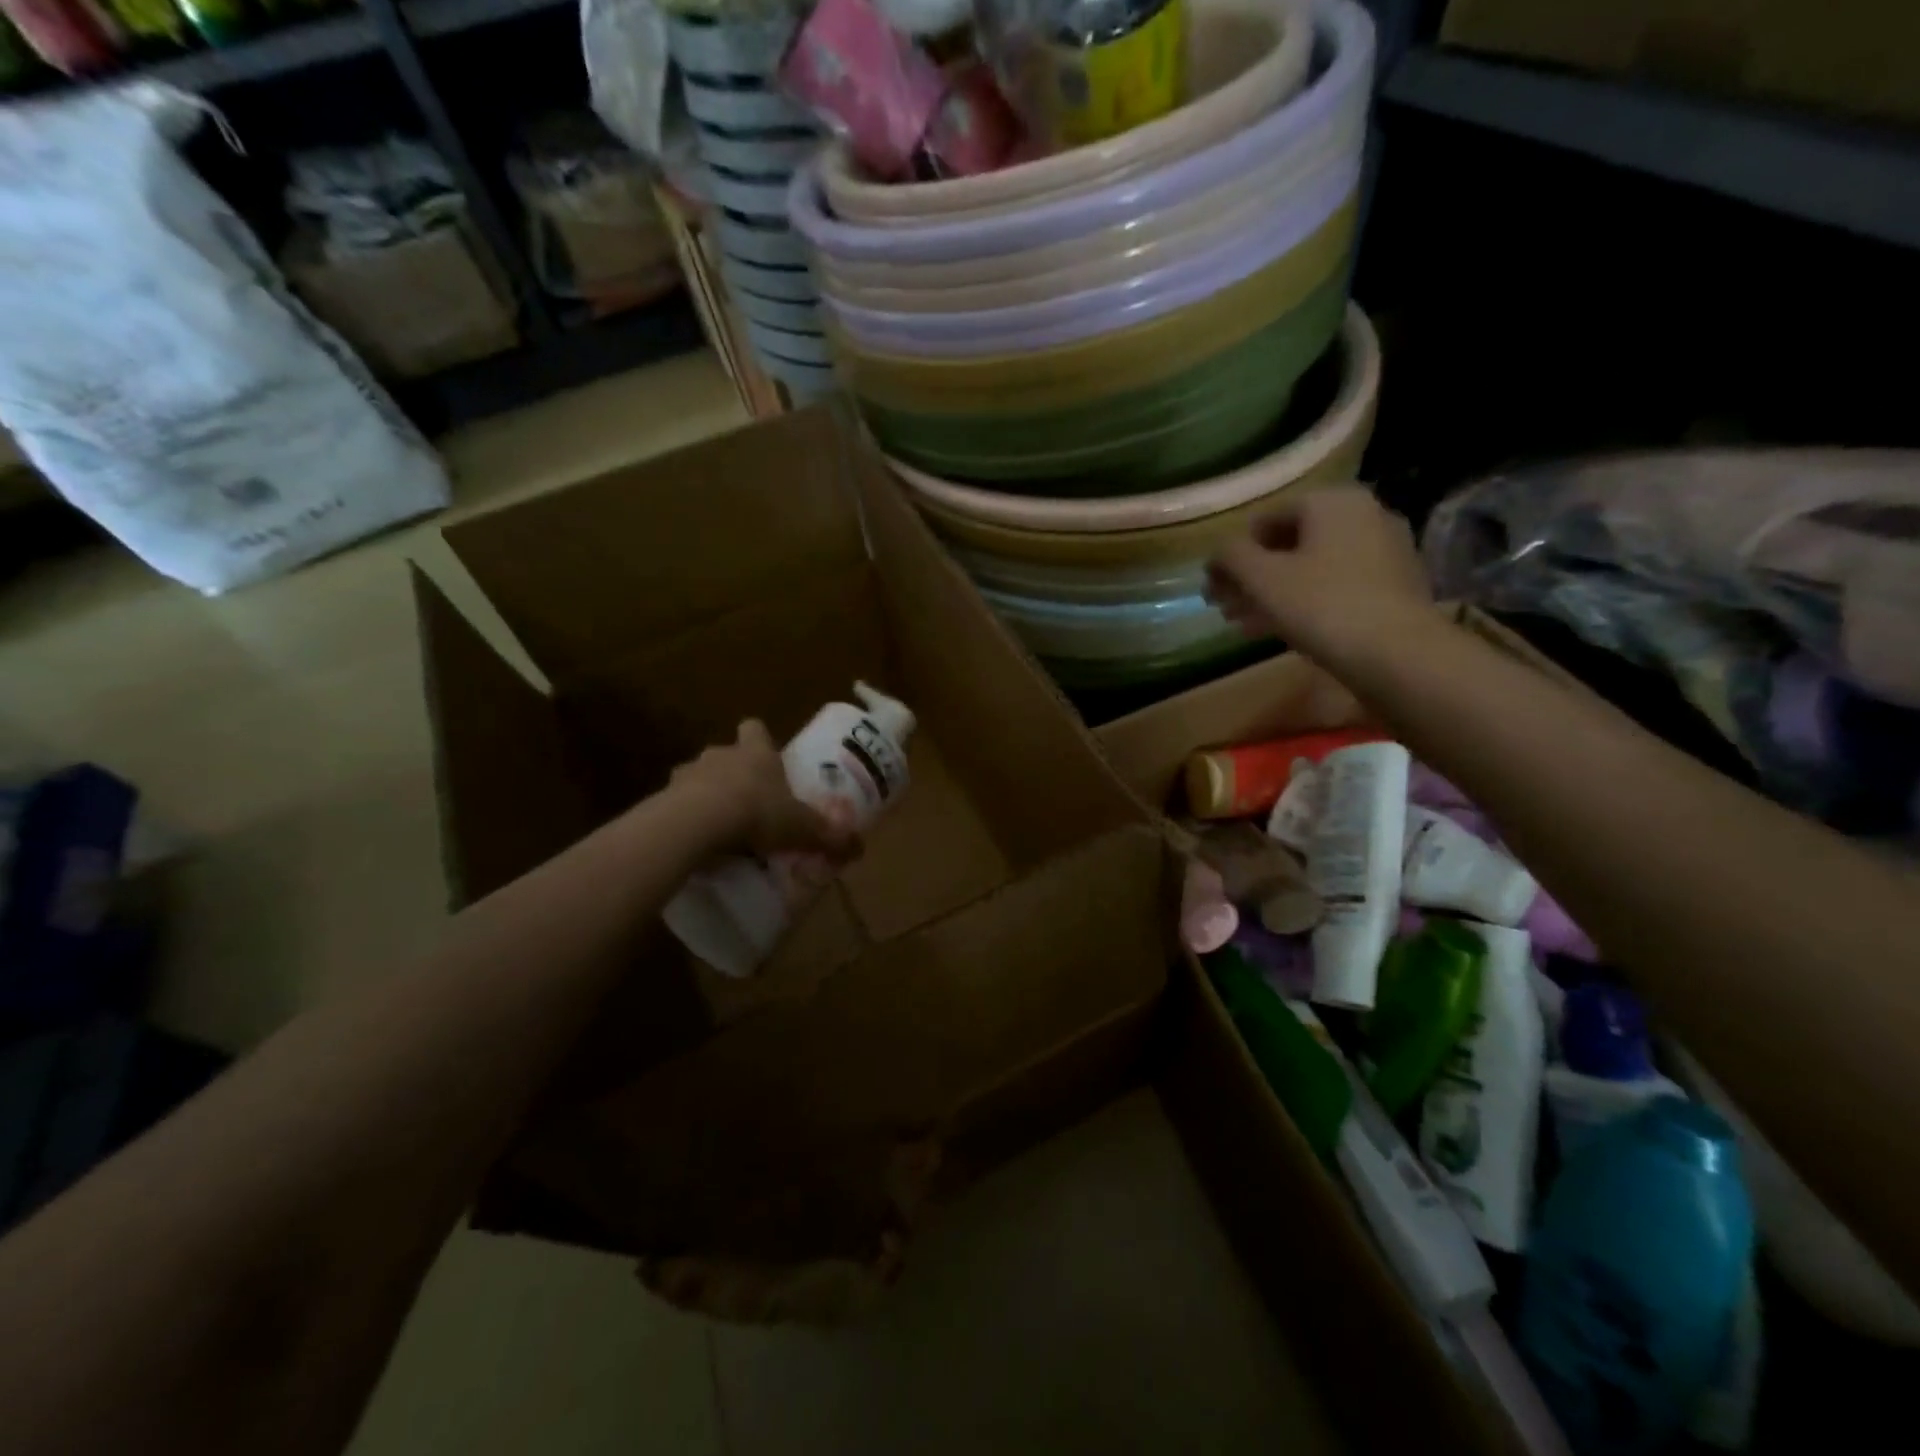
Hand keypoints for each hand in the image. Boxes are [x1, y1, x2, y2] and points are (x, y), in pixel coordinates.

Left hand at [670, 721, 860, 861]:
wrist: (698, 822)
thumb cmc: (757, 811)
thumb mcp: (801, 827)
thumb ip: (828, 835)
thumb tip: (859, 847)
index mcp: (756, 752)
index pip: (755, 729)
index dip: (760, 740)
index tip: (767, 758)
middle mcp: (720, 754)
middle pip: (726, 753)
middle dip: (735, 773)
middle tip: (748, 801)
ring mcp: (687, 773)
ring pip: (698, 777)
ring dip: (706, 794)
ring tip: (719, 825)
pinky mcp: (663, 797)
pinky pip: (676, 804)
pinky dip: (685, 818)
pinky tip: (696, 841)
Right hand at [1206, 486, 1434, 666]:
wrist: (1398, 654)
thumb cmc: (1322, 605)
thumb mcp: (1262, 579)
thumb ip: (1231, 557)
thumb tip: (1218, 553)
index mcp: (1332, 501)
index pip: (1265, 520)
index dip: (1232, 555)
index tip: (1213, 588)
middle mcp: (1365, 515)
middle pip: (1290, 545)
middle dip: (1252, 577)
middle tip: (1225, 608)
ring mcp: (1385, 551)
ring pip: (1312, 568)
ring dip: (1274, 593)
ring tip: (1246, 624)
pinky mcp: (1395, 586)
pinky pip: (1336, 585)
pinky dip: (1306, 602)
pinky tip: (1282, 630)